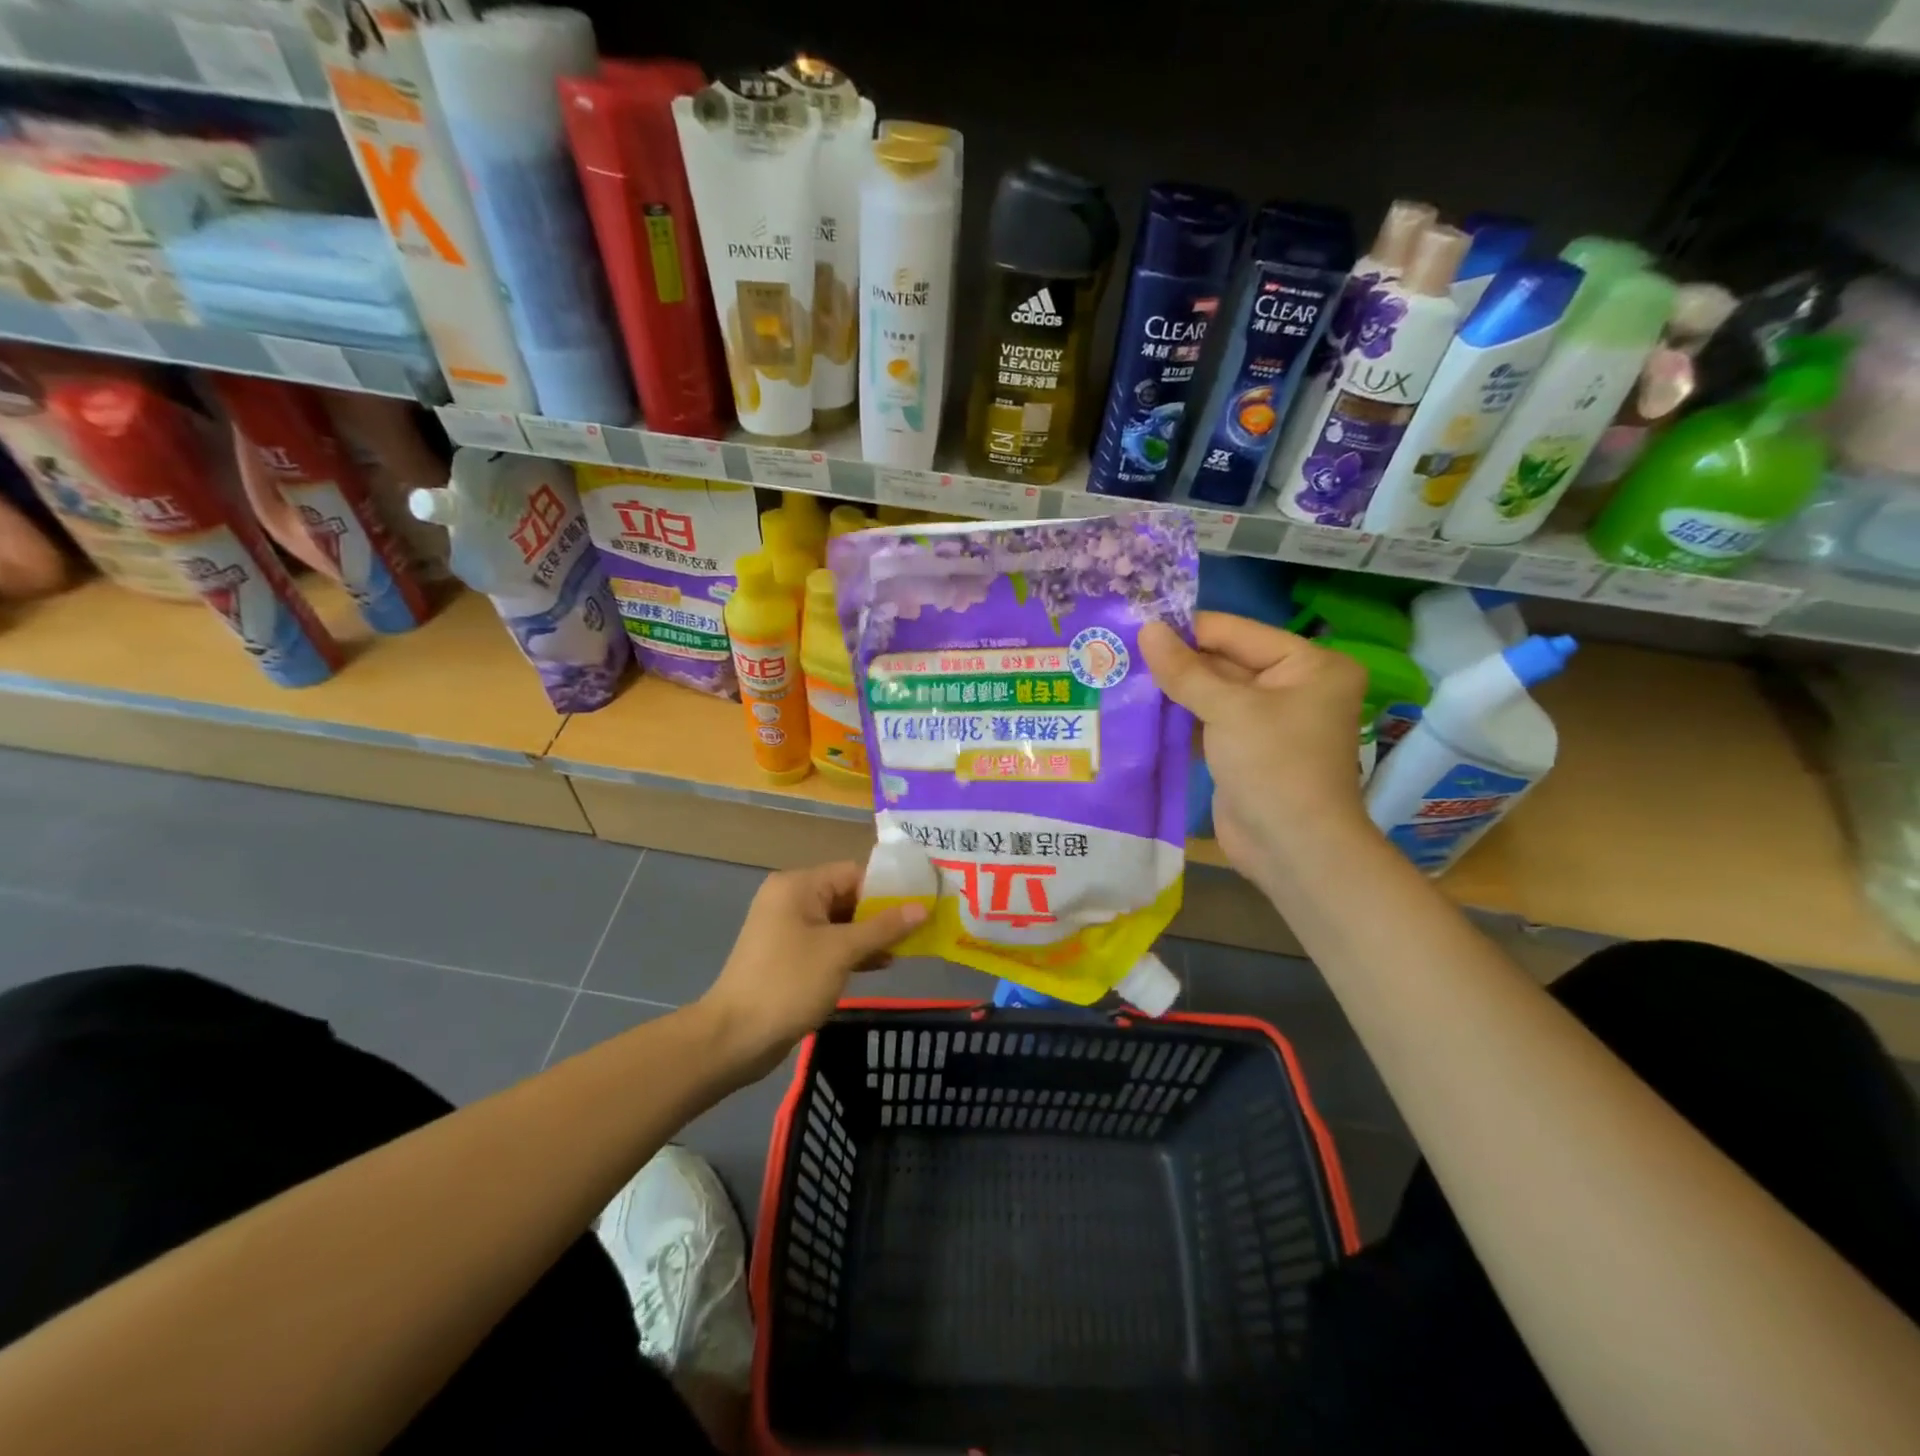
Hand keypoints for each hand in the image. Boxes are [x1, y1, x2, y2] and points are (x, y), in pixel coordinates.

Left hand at [697, 862, 925, 1077]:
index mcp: (798, 885)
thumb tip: (922, 907)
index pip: (854, 873)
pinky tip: (881, 964)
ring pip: (840, 922)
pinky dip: (853, 951)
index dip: (889, 888)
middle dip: (882, 913)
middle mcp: (791, 899)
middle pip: (848, 896)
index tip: (922, 902)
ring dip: (871, 935)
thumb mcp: (841, 952)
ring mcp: (788, 929)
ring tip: (908, 948)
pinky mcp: (789, 956)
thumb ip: (883, 927)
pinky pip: (828, 943)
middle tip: (921, 927)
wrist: (734, 1037)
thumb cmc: (788, 983)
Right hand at [1141, 613, 1370, 880]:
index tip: (1136, 622)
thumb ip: (1185, 670)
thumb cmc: (1273, 765)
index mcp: (1309, 665)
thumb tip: (1147, 629)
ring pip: (1212, 693)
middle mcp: (1293, 686)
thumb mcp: (1229, 710)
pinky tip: (1139, 708)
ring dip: (1173, 689)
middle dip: (1176, 660)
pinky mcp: (1245, 750)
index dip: (1187, 629)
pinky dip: (1179, 717)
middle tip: (1120, 650)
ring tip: (1121, 673)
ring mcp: (1268, 721)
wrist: (1292, 848)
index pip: (1237, 633)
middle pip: (1224, 661)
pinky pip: (1209, 722)